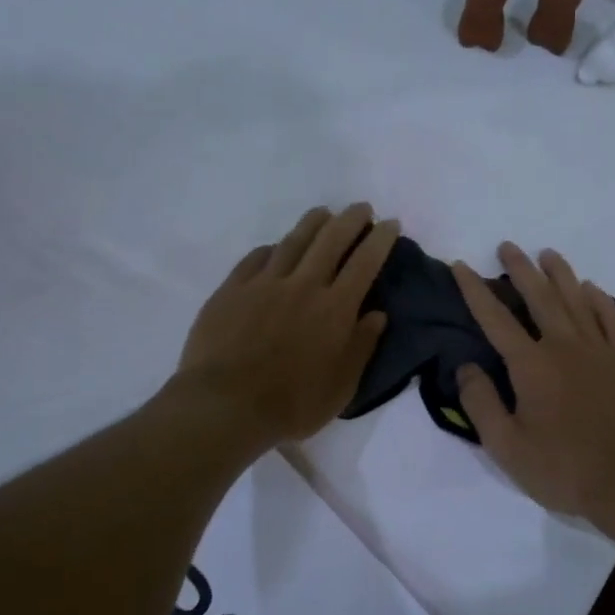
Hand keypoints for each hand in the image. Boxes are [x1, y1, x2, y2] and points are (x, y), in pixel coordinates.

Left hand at [176, 204, 397, 447]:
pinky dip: (272, 248)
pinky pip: (256, 258)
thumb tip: (377, 314)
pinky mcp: (232, 289)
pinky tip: (275, 247)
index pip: (365, 262)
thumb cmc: (291, 404)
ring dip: (313, 222)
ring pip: (293, 241)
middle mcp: (303, 285)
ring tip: (323, 213)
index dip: (380, 239)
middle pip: (331, 239)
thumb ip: (362, 346)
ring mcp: (264, 283)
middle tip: (361, 208)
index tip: (390, 223)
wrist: (225, 406)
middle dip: (351, 219)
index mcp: (335, 308)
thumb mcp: (341, 387)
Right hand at [451, 244, 614, 538]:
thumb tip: (465, 365)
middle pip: (539, 297)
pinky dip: (599, 300)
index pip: (495, 318)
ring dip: (560, 274)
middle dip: (520, 269)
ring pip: (576, 300)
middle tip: (507, 246)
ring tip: (547, 254)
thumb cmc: (563, 469)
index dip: (475, 289)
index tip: (461, 265)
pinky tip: (591, 289)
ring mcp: (600, 351)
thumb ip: (481, 403)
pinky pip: (612, 319)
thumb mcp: (506, 447)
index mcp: (531, 365)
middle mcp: (564, 346)